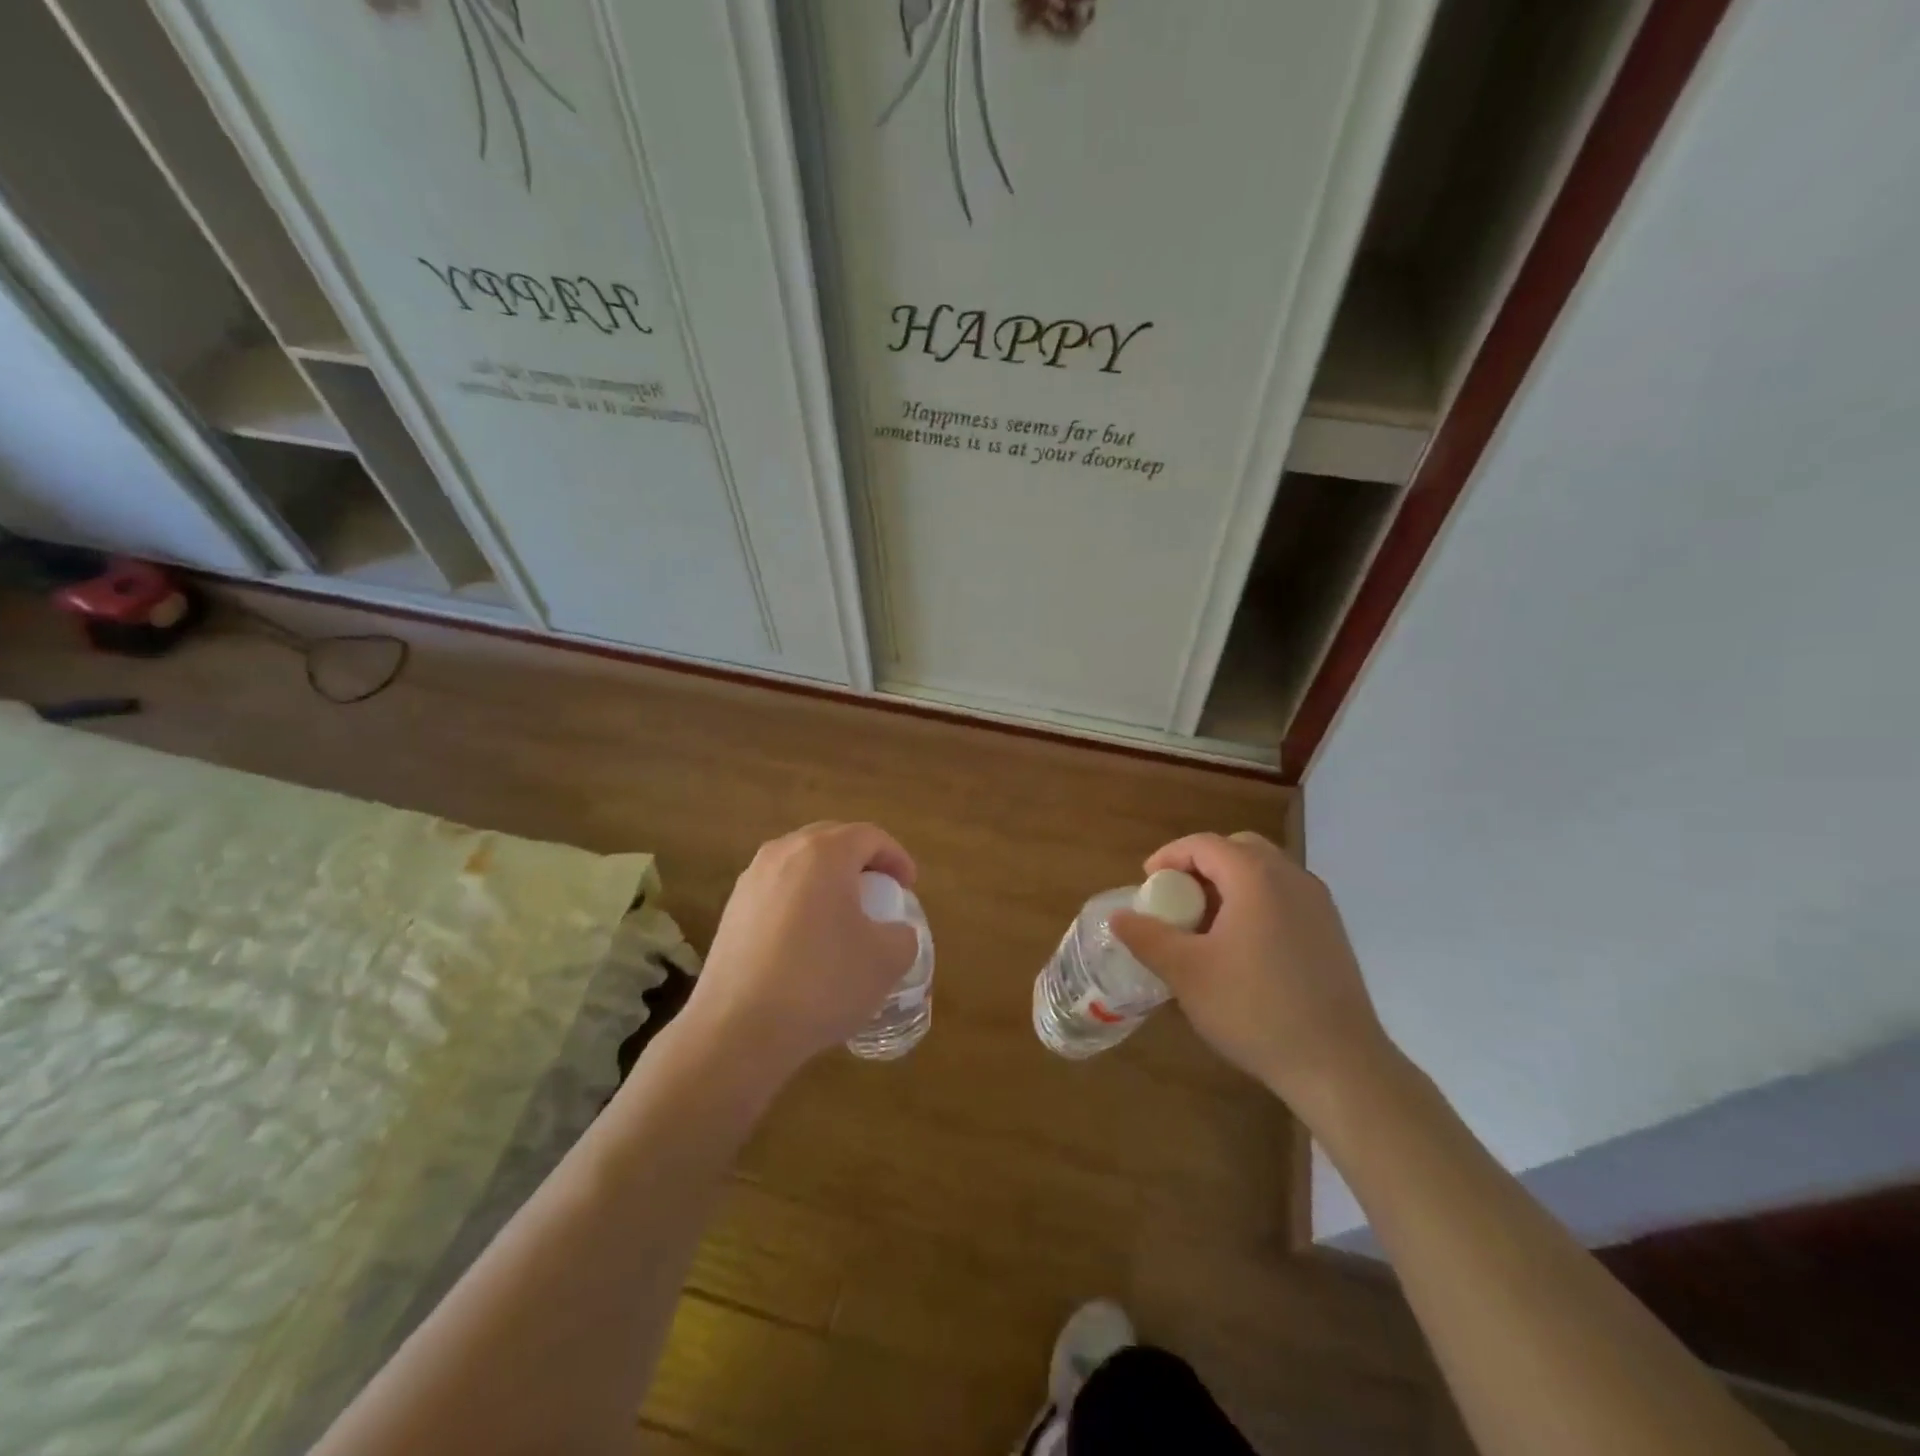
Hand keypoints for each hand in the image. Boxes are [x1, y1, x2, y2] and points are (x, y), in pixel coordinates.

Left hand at [681, 822, 919, 1086]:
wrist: (738, 1029)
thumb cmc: (822, 983)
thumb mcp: (886, 961)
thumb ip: (902, 936)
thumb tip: (893, 933)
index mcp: (824, 853)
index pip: (870, 836)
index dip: (896, 857)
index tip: (908, 886)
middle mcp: (783, 853)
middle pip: (831, 840)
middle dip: (861, 861)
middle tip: (880, 892)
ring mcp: (751, 880)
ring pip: (800, 864)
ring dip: (828, 880)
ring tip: (844, 915)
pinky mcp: (731, 910)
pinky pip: (777, 890)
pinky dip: (800, 901)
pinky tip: (807, 940)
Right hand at [1111, 831, 1394, 1114]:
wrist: (1338, 1064)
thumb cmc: (1255, 1009)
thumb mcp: (1187, 974)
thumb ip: (1148, 938)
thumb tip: (1118, 917)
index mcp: (1256, 877)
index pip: (1204, 844)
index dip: (1169, 857)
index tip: (1146, 883)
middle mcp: (1291, 877)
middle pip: (1238, 849)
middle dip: (1201, 865)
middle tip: (1177, 898)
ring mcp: (1318, 904)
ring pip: (1265, 871)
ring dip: (1230, 883)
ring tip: (1206, 924)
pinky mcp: (1331, 931)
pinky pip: (1285, 896)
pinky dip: (1256, 902)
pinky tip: (1243, 946)